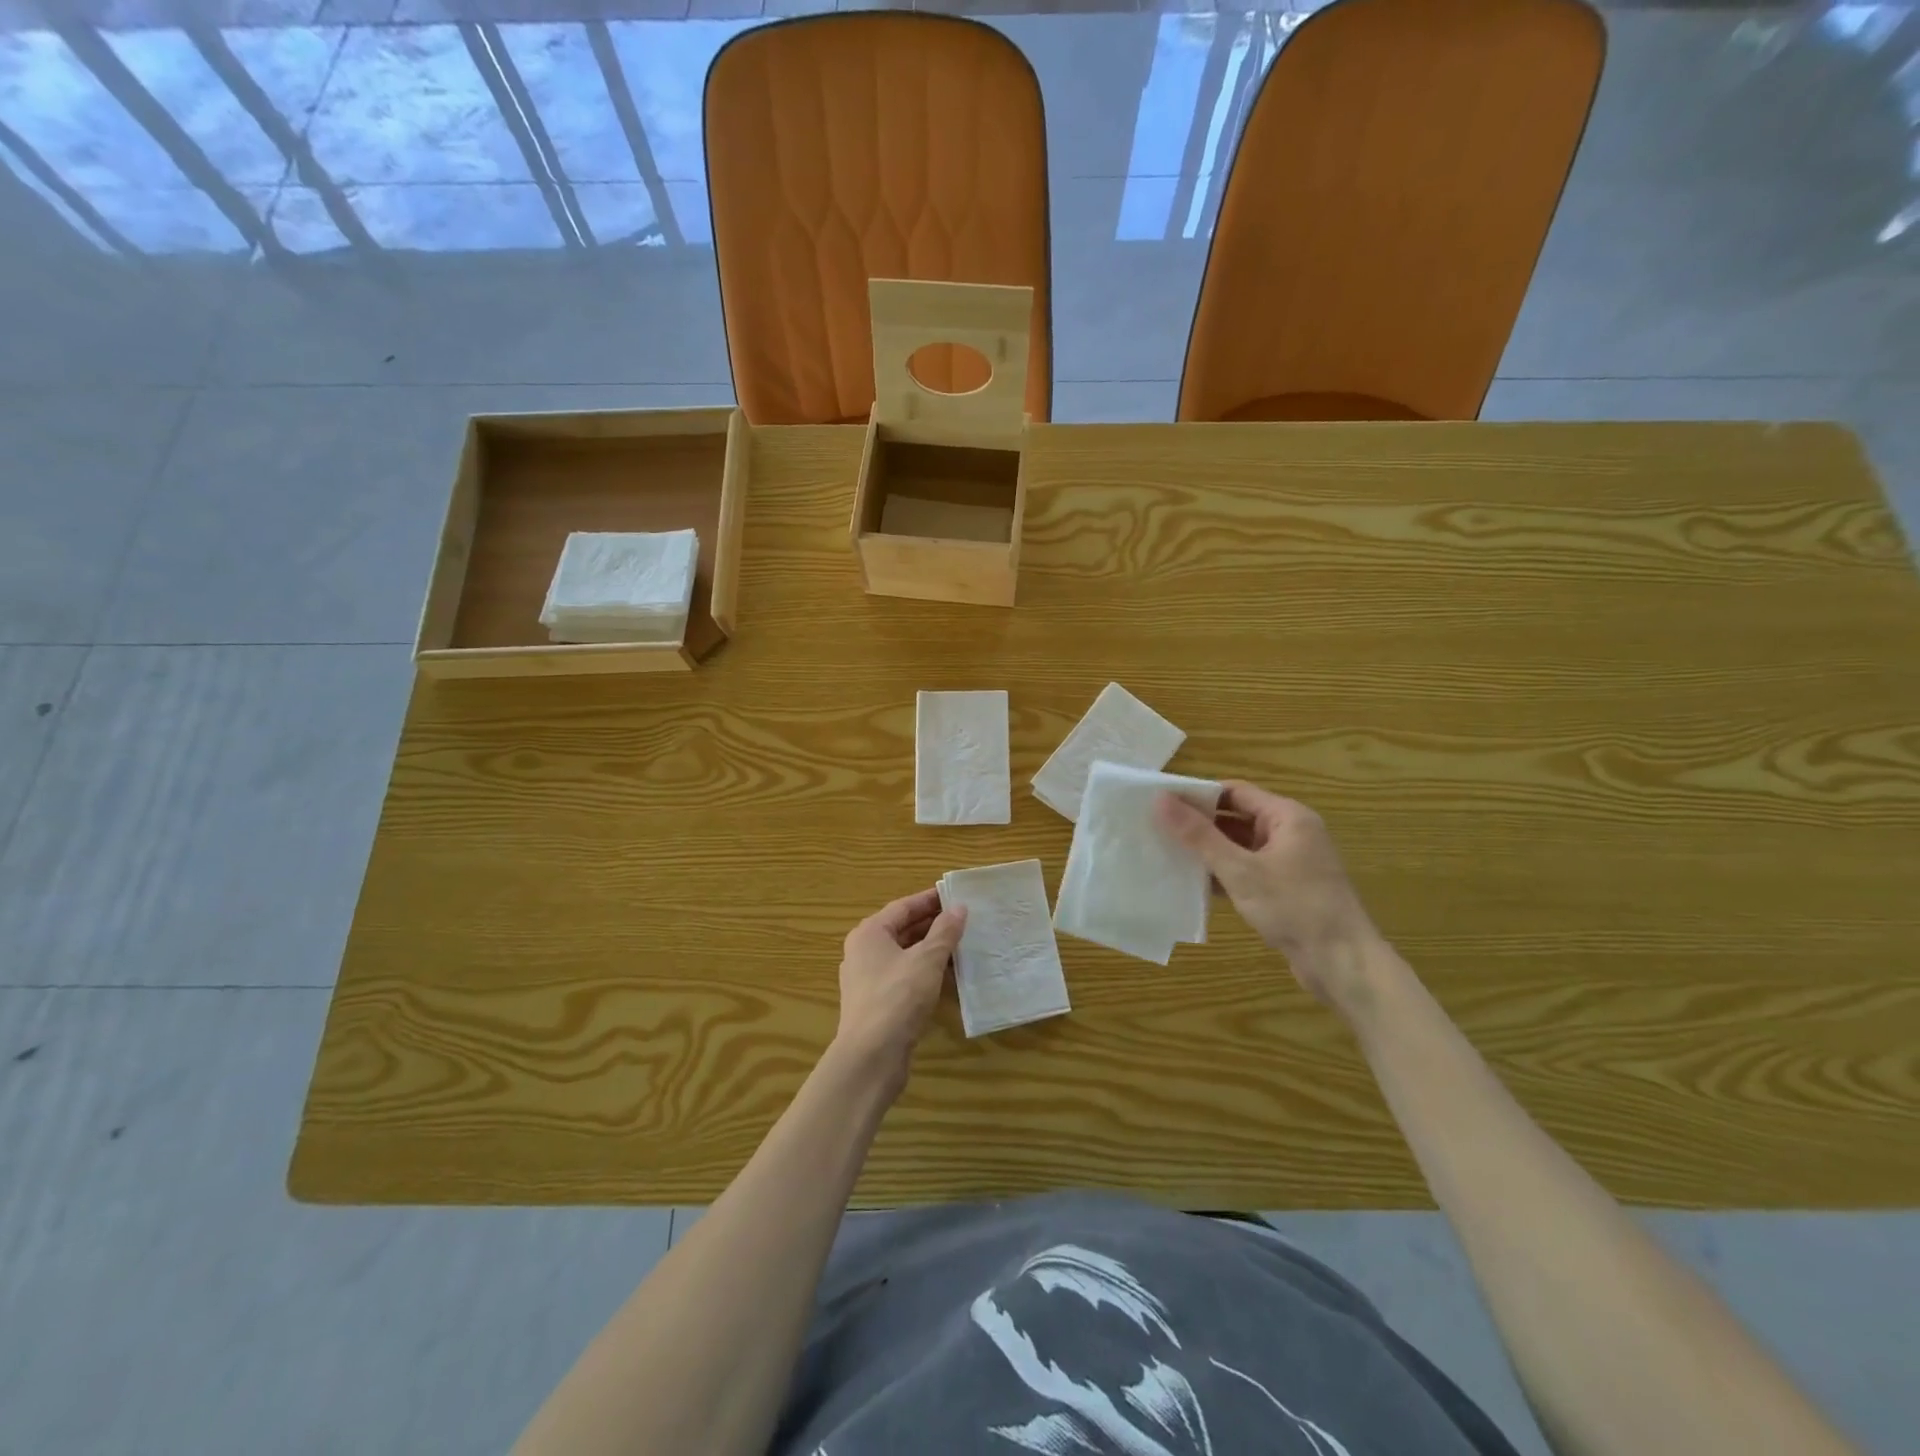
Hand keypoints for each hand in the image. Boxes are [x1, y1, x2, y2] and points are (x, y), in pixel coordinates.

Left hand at [833, 888, 966, 1097]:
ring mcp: (867, 979)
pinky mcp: (876, 1003)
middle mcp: (863, 951)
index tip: (955, 896)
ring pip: (904, 955)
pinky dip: (924, 972)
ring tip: (962, 946)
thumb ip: (944, 932)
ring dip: (931, 950)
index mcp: (870, 933)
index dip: (930, 900)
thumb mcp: (927, 960)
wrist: (871, 1056)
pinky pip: (903, 977)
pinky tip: (947, 977)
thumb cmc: (897, 997)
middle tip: (964, 920)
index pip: (903, 907)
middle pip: (902, 930)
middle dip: (933, 925)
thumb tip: (959, 908)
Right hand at [1156, 782, 1383, 1009]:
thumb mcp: (1240, 870)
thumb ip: (1199, 835)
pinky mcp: (1285, 889)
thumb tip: (1161, 800)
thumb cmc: (1294, 907)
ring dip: (1209, 851)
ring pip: (1240, 846)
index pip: (1234, 791)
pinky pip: (1247, 870)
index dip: (1198, 795)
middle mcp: (1291, 833)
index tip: (1162, 803)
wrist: (1343, 964)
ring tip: (1167, 853)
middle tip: (1157, 828)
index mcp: (1287, 817)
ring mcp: (1289, 863)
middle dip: (1200, 824)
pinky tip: (1192, 884)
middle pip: (1236, 817)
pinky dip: (1223, 874)